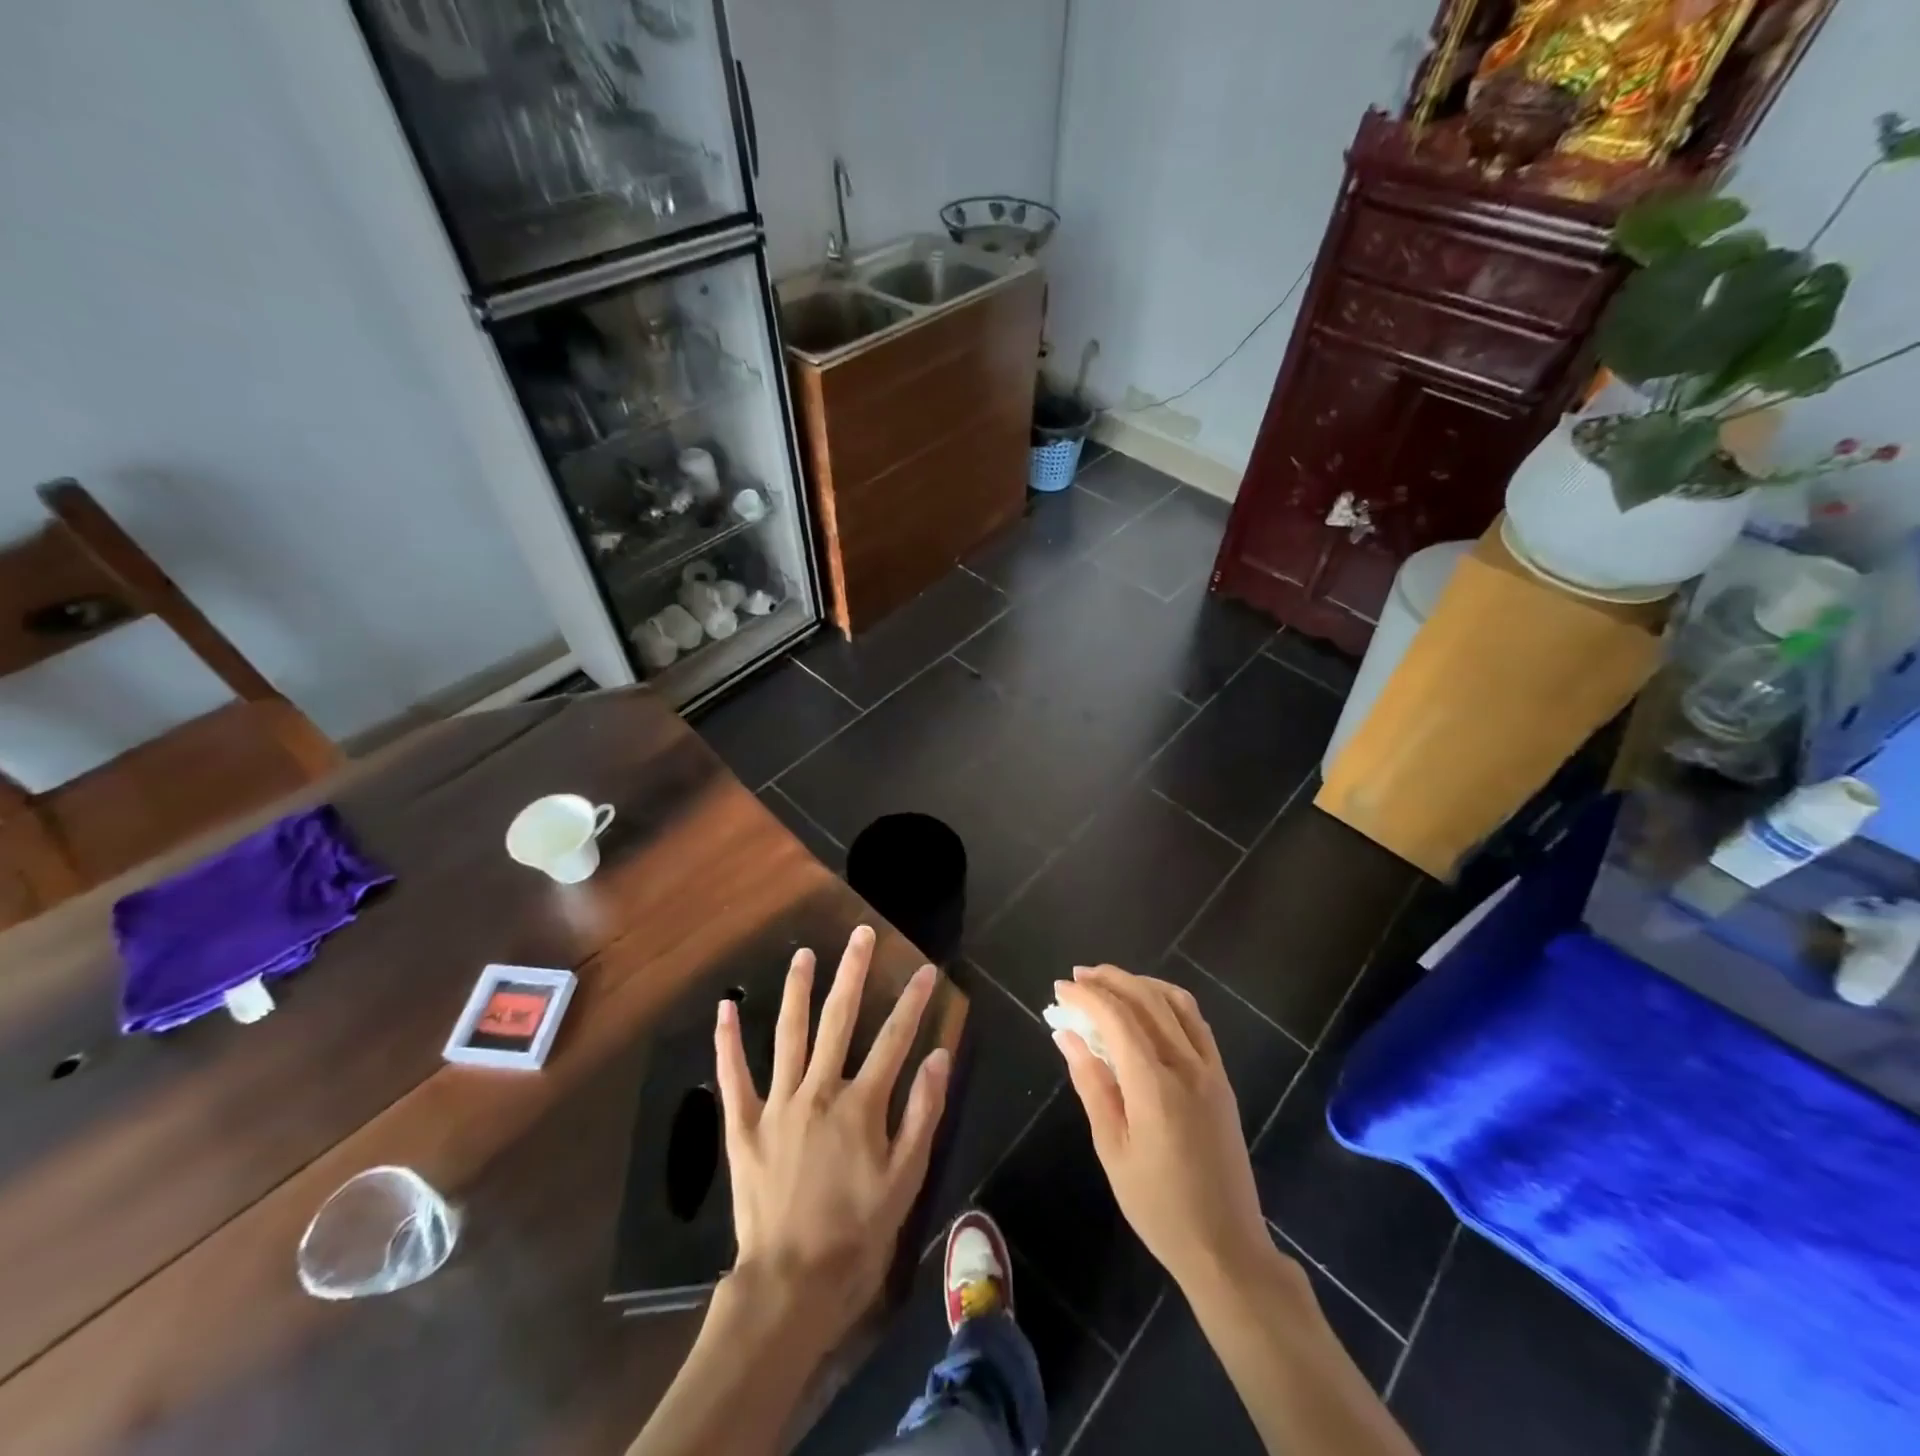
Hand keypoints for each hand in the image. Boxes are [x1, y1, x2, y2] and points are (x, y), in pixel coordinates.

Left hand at [713, 925, 950, 1353]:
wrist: (790, 1285)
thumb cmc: (856, 1235)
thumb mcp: (905, 1181)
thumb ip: (922, 1113)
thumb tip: (938, 1055)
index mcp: (861, 1104)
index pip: (895, 1038)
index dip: (913, 1001)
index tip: (926, 968)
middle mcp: (819, 1090)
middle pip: (839, 1019)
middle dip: (853, 972)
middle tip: (861, 935)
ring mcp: (778, 1104)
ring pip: (789, 1033)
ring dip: (797, 989)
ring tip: (804, 954)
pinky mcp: (744, 1125)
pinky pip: (734, 1075)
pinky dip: (728, 1041)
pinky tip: (726, 1007)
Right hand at [1052, 965, 1271, 1295]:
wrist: (1226, 1247)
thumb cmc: (1158, 1206)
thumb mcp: (1112, 1149)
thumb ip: (1091, 1084)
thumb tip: (1067, 1036)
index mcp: (1155, 1086)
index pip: (1117, 1019)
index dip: (1086, 997)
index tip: (1060, 989)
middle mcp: (1187, 1066)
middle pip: (1147, 999)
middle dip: (1109, 980)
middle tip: (1077, 977)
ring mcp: (1210, 1070)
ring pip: (1176, 1002)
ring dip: (1140, 983)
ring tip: (1108, 983)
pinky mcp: (1221, 1079)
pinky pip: (1195, 1022)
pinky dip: (1167, 1000)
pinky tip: (1147, 1006)